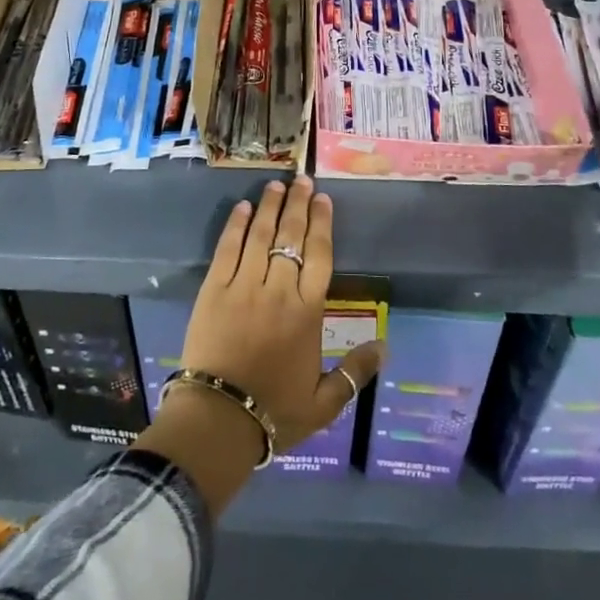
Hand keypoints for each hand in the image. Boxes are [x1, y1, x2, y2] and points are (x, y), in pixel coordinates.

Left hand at [180, 176, 383, 452]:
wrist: (219, 419)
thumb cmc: (275, 412)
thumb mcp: (324, 403)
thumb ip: (355, 373)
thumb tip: (386, 346)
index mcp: (308, 313)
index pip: (320, 256)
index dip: (322, 224)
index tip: (323, 199)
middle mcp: (279, 291)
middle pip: (291, 237)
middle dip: (298, 205)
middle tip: (302, 179)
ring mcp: (243, 286)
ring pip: (261, 236)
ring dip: (269, 207)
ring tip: (276, 184)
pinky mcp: (213, 289)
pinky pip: (227, 249)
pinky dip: (236, 226)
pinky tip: (243, 208)